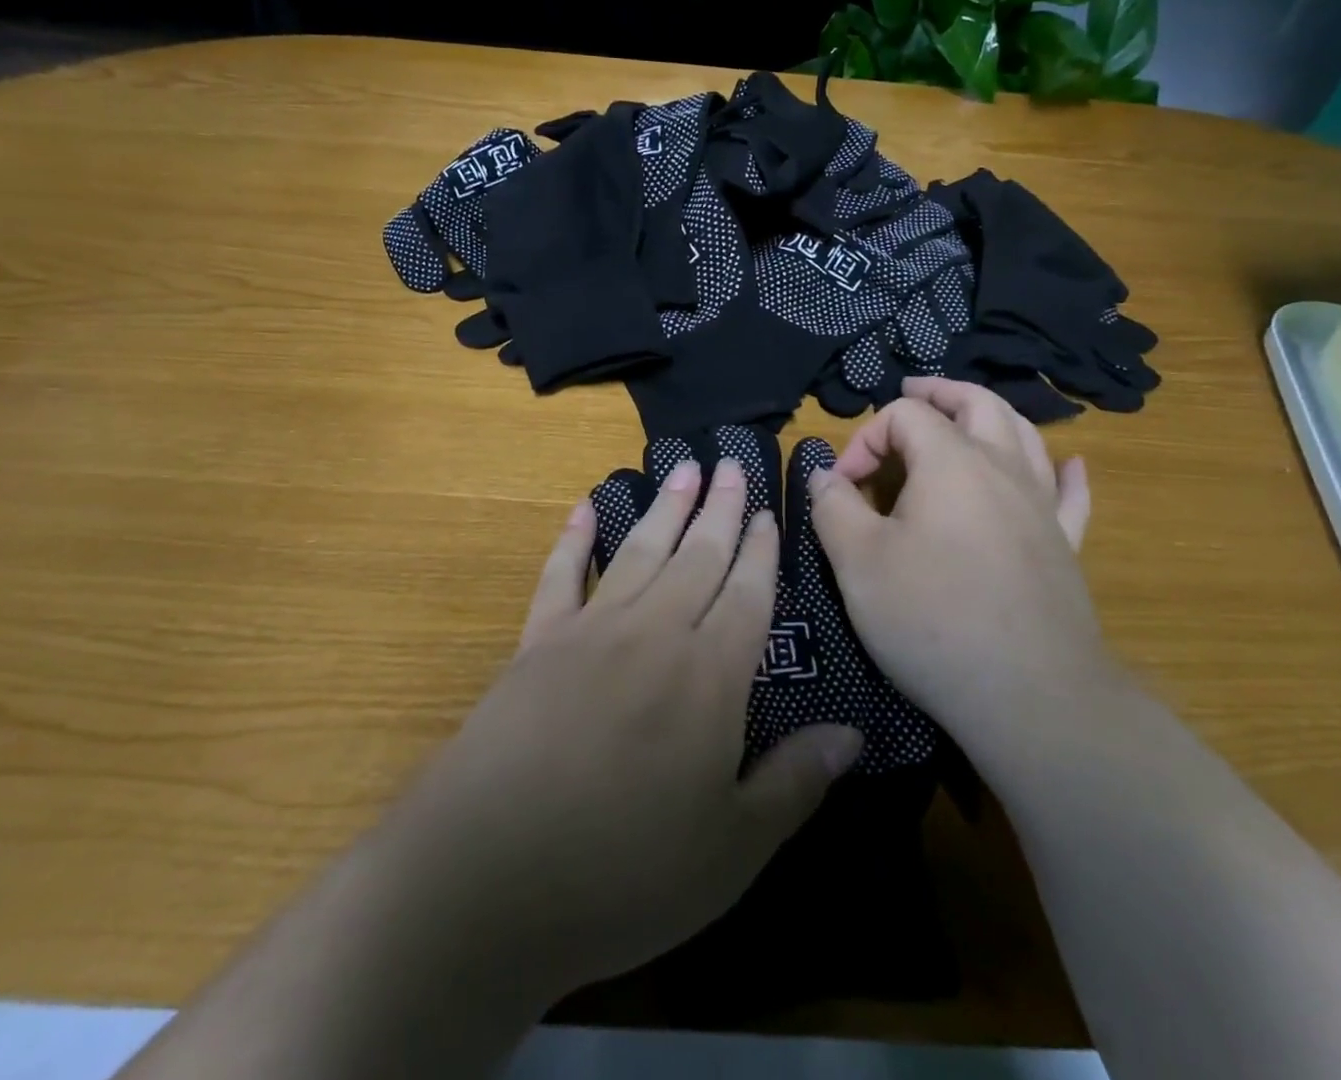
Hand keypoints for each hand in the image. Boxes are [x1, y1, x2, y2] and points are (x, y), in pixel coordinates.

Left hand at [377, 460, 861, 1004]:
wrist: (488, 878)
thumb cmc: (624, 872)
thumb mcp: (732, 849)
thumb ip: (794, 783)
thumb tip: (852, 735)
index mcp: (709, 676)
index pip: (748, 593)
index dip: (761, 550)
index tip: (768, 510)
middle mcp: (655, 633)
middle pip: (698, 555)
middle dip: (720, 508)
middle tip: (731, 461)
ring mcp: (591, 630)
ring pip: (640, 550)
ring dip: (665, 507)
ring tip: (684, 469)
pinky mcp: (537, 642)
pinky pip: (561, 575)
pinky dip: (575, 537)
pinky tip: (586, 506)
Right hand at [807, 377, 1107, 743]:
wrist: (1030, 696)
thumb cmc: (933, 619)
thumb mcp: (857, 561)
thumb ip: (833, 507)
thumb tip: (826, 475)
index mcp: (952, 461)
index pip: (904, 416)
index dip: (864, 439)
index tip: (842, 487)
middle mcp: (1004, 468)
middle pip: (977, 403)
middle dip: (938, 393)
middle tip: (912, 392)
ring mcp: (1042, 506)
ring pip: (1025, 435)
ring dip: (991, 415)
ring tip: (967, 415)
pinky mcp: (1064, 546)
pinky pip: (1069, 494)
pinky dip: (1063, 471)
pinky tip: (1069, 464)